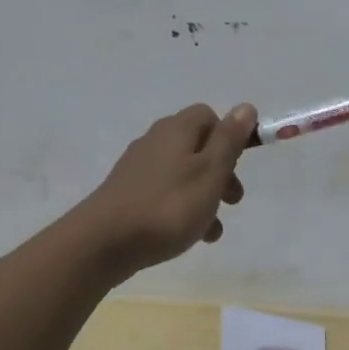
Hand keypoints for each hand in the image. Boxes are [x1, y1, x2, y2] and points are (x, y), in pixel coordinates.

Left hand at [81, 103, 256, 274]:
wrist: (103, 242)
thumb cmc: (168, 206)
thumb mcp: (210, 172)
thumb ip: (229, 140)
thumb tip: (245, 107)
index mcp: (176, 129)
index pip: (208, 116)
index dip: (228, 136)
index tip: (239, 163)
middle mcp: (155, 141)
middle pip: (197, 147)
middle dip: (221, 172)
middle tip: (233, 200)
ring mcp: (138, 168)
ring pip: (183, 175)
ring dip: (204, 197)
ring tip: (213, 230)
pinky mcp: (127, 194)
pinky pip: (164, 194)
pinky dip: (181, 210)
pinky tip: (188, 237)